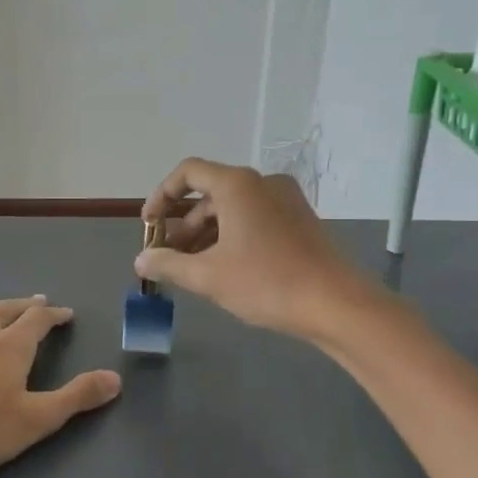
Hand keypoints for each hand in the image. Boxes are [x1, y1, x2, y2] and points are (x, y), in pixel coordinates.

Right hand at [137, 158, 365, 339]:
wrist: (336, 304)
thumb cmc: (267, 282)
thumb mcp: (208, 276)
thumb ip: (168, 264)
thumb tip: (141, 260)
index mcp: (238, 185)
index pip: (188, 173)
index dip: (161, 195)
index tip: (149, 225)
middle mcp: (262, 183)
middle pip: (210, 193)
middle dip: (183, 224)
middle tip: (167, 257)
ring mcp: (285, 200)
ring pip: (233, 209)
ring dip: (206, 234)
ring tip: (191, 268)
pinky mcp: (299, 220)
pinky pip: (254, 219)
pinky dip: (231, 237)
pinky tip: (224, 269)